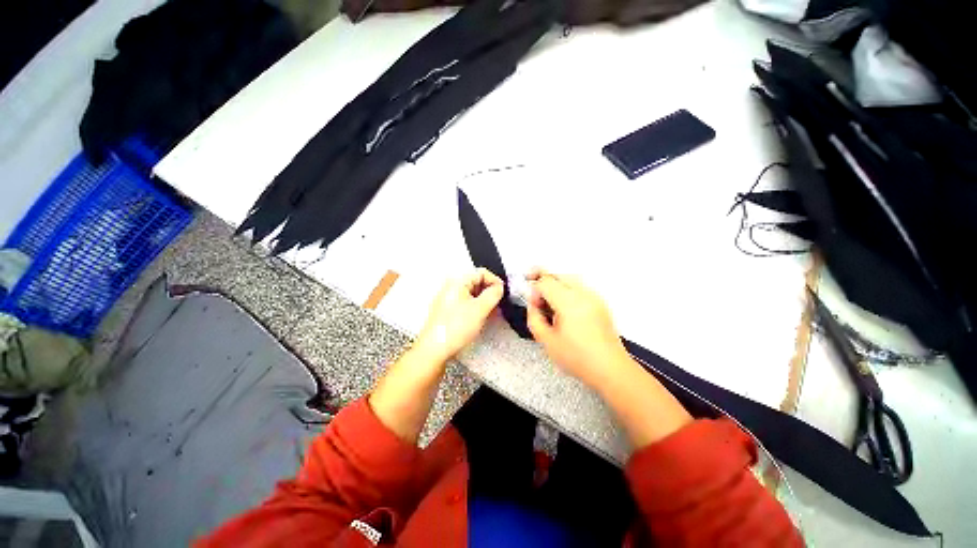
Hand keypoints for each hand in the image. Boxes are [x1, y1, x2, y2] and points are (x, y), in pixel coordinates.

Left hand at [414, 268, 504, 362]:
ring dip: (484, 300)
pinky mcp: (448, 310)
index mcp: (457, 282)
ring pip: (472, 294)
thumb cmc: (454, 328)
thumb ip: (493, 294)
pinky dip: (476, 307)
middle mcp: (451, 287)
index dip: (495, 280)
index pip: (481, 272)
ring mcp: (449, 299)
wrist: (434, 349)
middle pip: (476, 282)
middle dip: (490, 291)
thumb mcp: (480, 309)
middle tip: (499, 303)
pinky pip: (466, 303)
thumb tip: (499, 287)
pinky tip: (481, 317)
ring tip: (492, 312)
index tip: (503, 292)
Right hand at [525, 269, 630, 389]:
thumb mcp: (547, 341)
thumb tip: (533, 306)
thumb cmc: (578, 358)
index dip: (534, 289)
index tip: (532, 303)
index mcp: (569, 302)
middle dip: (543, 278)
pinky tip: (563, 305)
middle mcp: (583, 294)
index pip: (545, 282)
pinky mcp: (600, 302)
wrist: (610, 369)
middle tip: (534, 290)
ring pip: (570, 278)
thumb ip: (534, 319)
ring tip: (548, 298)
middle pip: (558, 274)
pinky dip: (567, 288)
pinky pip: (580, 286)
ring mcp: (594, 296)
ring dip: (555, 282)